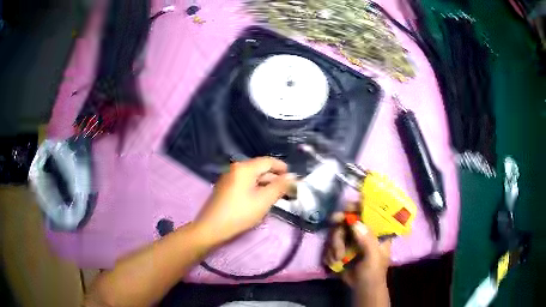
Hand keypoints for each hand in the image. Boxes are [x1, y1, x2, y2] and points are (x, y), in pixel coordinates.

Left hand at [196, 157, 295, 244]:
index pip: (268, 161)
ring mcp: (229, 178)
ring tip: (277, 195)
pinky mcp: (225, 188)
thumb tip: (293, 177)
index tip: (294, 177)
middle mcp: (236, 168)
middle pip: (260, 168)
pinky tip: (261, 199)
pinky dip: (256, 188)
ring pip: (252, 177)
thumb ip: (280, 187)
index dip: (282, 168)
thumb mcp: (264, 200)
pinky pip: (245, 183)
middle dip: (275, 178)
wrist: (211, 228)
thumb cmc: (240, 213)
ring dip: (266, 184)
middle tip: (288, 190)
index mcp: (245, 168)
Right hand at [324, 203, 391, 286]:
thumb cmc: (373, 273)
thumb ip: (367, 240)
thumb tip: (355, 223)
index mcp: (377, 231)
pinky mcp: (341, 248)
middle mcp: (364, 232)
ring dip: (335, 243)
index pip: (370, 211)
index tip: (348, 206)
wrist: (361, 289)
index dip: (360, 206)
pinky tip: (334, 261)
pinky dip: (330, 251)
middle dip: (341, 223)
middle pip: (349, 219)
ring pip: (338, 231)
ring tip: (337, 257)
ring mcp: (351, 240)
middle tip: (334, 221)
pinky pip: (331, 243)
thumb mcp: (373, 257)